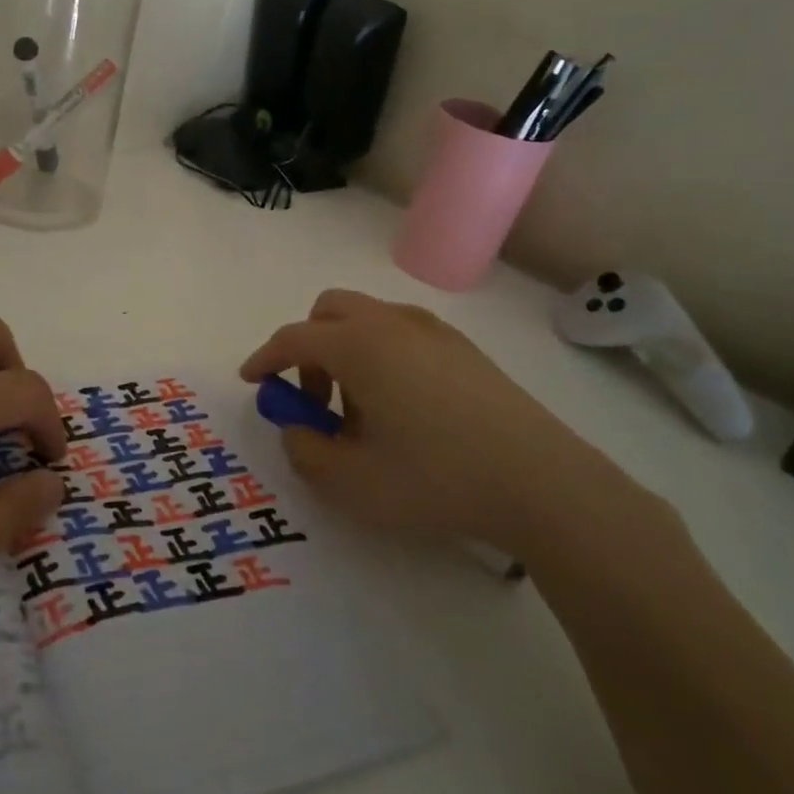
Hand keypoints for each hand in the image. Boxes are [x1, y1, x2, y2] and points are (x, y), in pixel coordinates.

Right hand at [239, 289, 631, 555]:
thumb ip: (306, 452)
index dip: (265, 358)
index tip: (252, 379)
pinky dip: (381, 356)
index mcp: (358, 344)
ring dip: (346, 352)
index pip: (294, 338)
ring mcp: (433, 330)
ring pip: (367, 320)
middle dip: (308, 347)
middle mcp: (391, 323)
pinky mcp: (464, 349)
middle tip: (314, 397)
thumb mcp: (353, 481)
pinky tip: (403, 410)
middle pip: (329, 311)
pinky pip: (401, 335)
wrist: (541, 481)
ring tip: (362, 413)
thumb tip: (297, 427)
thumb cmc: (435, 478)